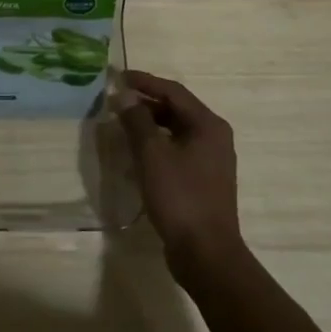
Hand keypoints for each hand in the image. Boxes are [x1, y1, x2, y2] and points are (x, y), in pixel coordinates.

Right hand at [116, 70, 243, 278]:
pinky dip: (156, 145)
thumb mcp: (152, 154)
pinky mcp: (202, 180)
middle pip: (176, 109)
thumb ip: (137, 120)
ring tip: (121, 124)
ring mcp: (210, 160)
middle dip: (145, 103)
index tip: (118, 77)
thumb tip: (124, 95)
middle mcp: (214, 137)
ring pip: (175, 131)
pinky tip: (136, 153)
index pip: (173, 91)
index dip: (144, 82)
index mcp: (208, 125)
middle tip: (116, 101)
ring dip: (149, 124)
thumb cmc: (180, 197)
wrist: (206, 254)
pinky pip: (177, 150)